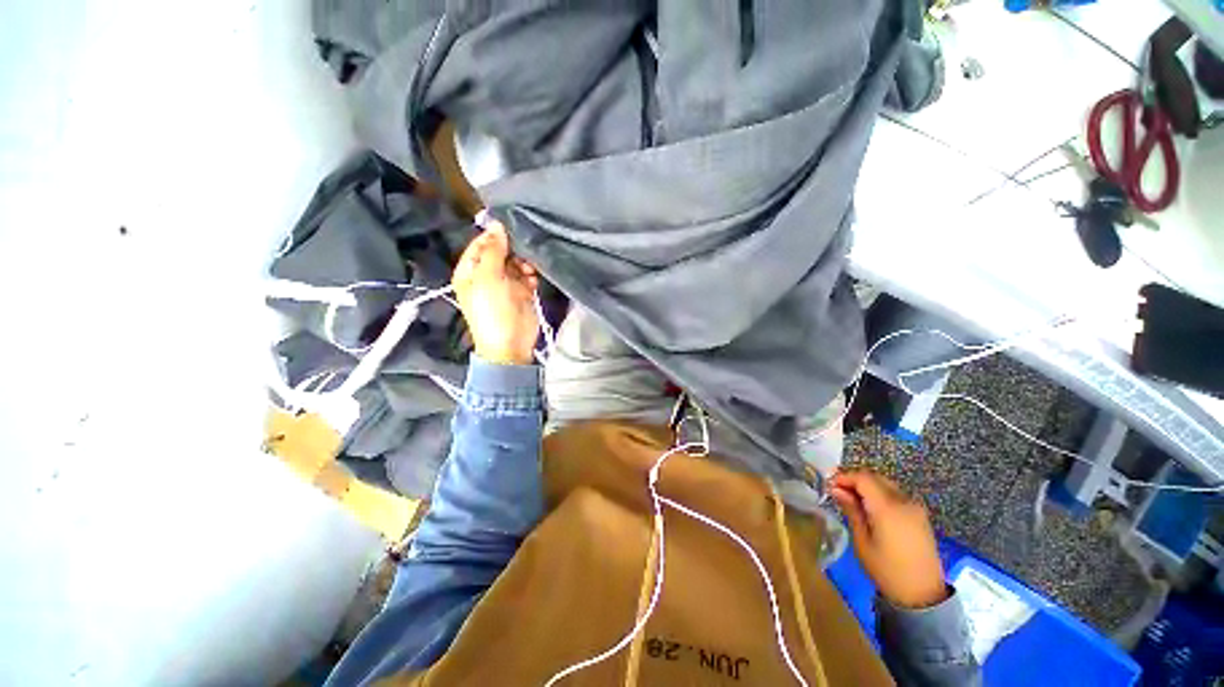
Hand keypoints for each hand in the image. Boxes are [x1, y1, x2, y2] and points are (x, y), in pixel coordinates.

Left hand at [452, 220, 540, 364]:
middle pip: (501, 252)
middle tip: (523, 254)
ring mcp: (505, 284)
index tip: (511, 229)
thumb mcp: (488, 278)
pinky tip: (533, 280)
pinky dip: (532, 276)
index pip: (480, 244)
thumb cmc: (493, 310)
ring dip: (525, 264)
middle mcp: (487, 275)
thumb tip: (497, 225)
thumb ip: (494, 251)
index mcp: (470, 271)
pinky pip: (527, 276)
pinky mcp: (522, 292)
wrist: (511, 344)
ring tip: (529, 270)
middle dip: (513, 251)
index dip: (494, 236)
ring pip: (517, 263)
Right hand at [829, 470, 947, 608]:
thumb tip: (836, 489)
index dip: (844, 477)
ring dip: (867, 486)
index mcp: (888, 508)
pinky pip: (896, 494)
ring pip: (886, 484)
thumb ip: (851, 510)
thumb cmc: (887, 570)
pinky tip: (870, 508)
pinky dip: (879, 494)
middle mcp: (904, 501)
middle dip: (854, 480)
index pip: (863, 478)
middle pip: (875, 477)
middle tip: (837, 490)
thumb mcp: (862, 541)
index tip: (828, 484)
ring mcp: (915, 507)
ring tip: (851, 499)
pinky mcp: (920, 515)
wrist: (923, 595)